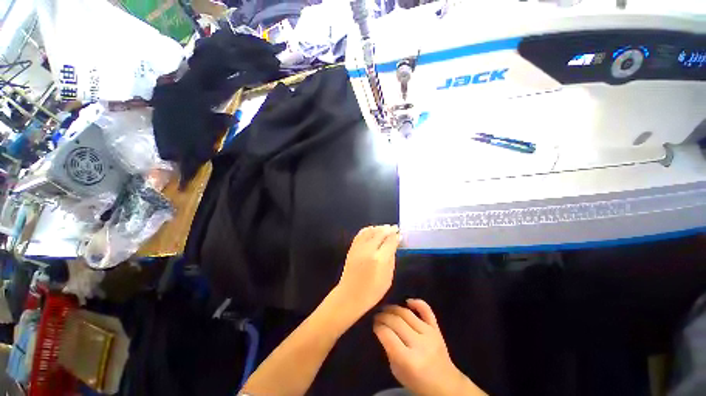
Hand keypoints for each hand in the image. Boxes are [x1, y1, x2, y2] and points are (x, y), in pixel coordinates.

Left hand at [334, 225, 400, 317]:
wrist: (349, 295)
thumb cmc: (372, 292)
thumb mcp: (388, 279)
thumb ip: (391, 260)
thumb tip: (394, 246)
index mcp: (379, 259)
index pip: (390, 241)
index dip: (396, 236)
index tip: (400, 233)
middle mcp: (369, 250)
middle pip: (380, 233)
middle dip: (389, 229)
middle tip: (394, 228)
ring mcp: (359, 247)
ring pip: (370, 231)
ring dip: (379, 227)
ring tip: (385, 228)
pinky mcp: (352, 248)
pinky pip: (361, 234)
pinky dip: (368, 229)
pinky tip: (372, 229)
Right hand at [374, 299, 484, 395]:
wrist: (446, 386)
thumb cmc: (417, 382)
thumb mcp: (397, 372)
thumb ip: (389, 350)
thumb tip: (382, 328)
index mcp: (409, 360)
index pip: (388, 335)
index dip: (378, 327)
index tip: (373, 325)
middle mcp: (419, 344)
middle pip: (396, 321)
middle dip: (383, 316)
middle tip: (376, 315)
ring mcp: (429, 334)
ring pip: (406, 313)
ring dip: (393, 308)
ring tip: (386, 309)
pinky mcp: (436, 328)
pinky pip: (426, 310)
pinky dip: (416, 302)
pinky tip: (407, 301)